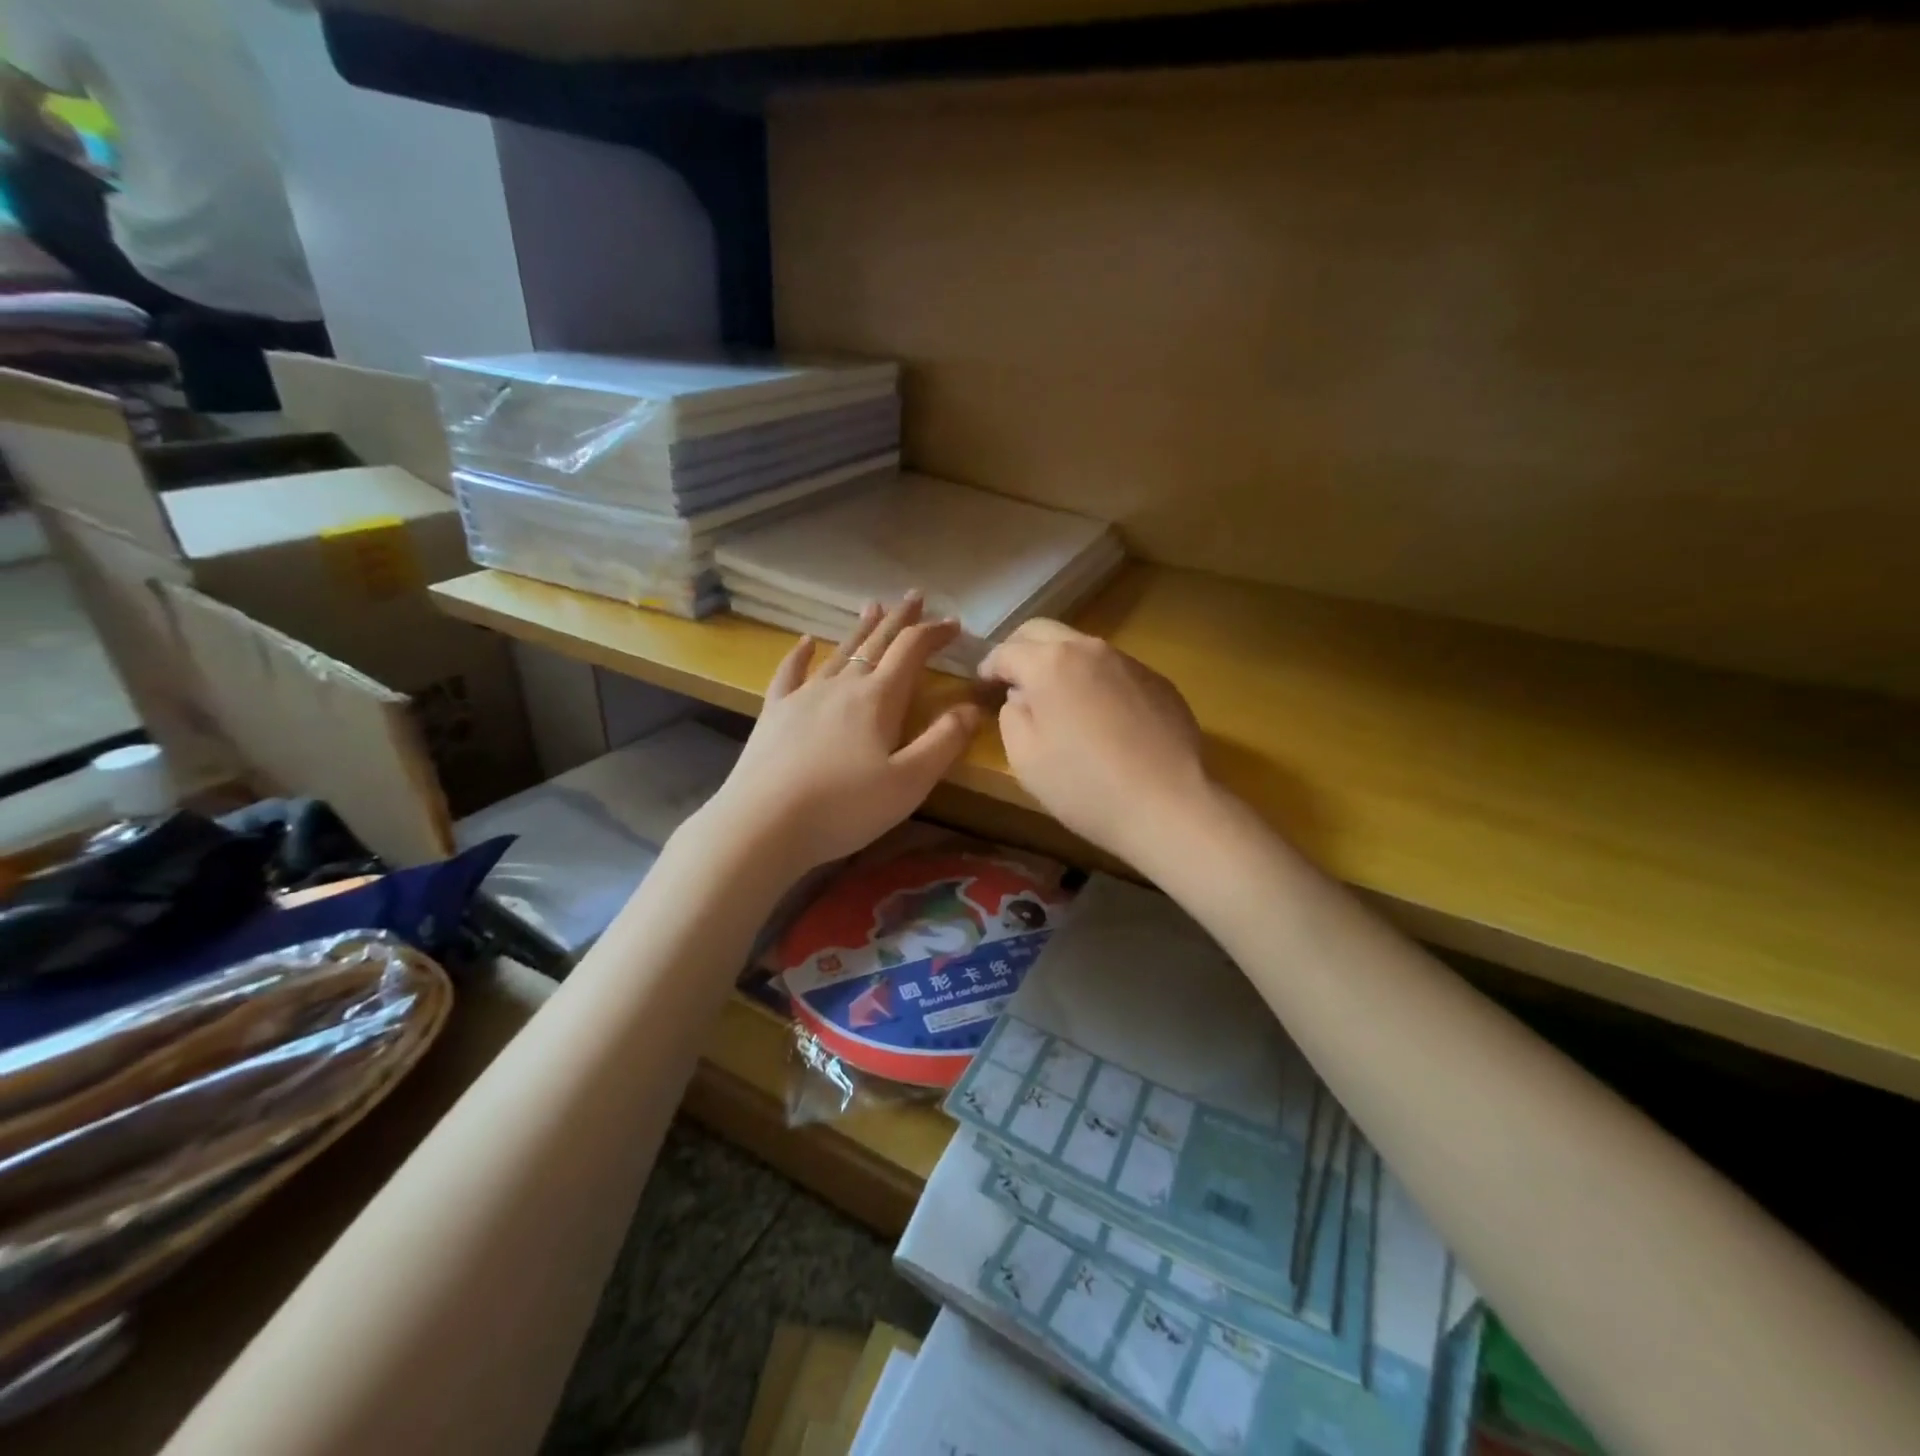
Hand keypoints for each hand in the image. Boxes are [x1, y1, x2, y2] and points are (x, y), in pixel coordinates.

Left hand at [707, 594, 983, 875]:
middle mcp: (842, 686)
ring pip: (838, 652)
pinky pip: (789, 673)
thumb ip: (943, 742)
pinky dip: (800, 654)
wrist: (762, 824)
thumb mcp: (909, 782)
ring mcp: (803, 697)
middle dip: (899, 619)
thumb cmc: (844, 808)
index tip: (954, 623)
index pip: (911, 651)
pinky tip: (804, 642)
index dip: (935, 633)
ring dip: (860, 630)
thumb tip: (971, 706)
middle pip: (876, 643)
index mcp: (878, 699)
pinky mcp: (774, 714)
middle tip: (915, 595)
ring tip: (873, 607)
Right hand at [978, 619, 1210, 863]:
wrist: (1168, 805)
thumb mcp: (1025, 758)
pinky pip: (1114, 669)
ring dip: (1060, 663)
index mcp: (1049, 664)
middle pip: (1043, 631)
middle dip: (1020, 649)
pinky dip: (1094, 680)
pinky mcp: (1158, 681)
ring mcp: (1129, 662)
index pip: (1006, 651)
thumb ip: (1011, 716)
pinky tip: (1100, 716)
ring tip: (1056, 698)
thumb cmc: (1084, 786)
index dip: (988, 667)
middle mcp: (1090, 649)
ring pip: (1082, 647)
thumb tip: (1020, 697)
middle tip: (1011, 679)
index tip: (981, 685)